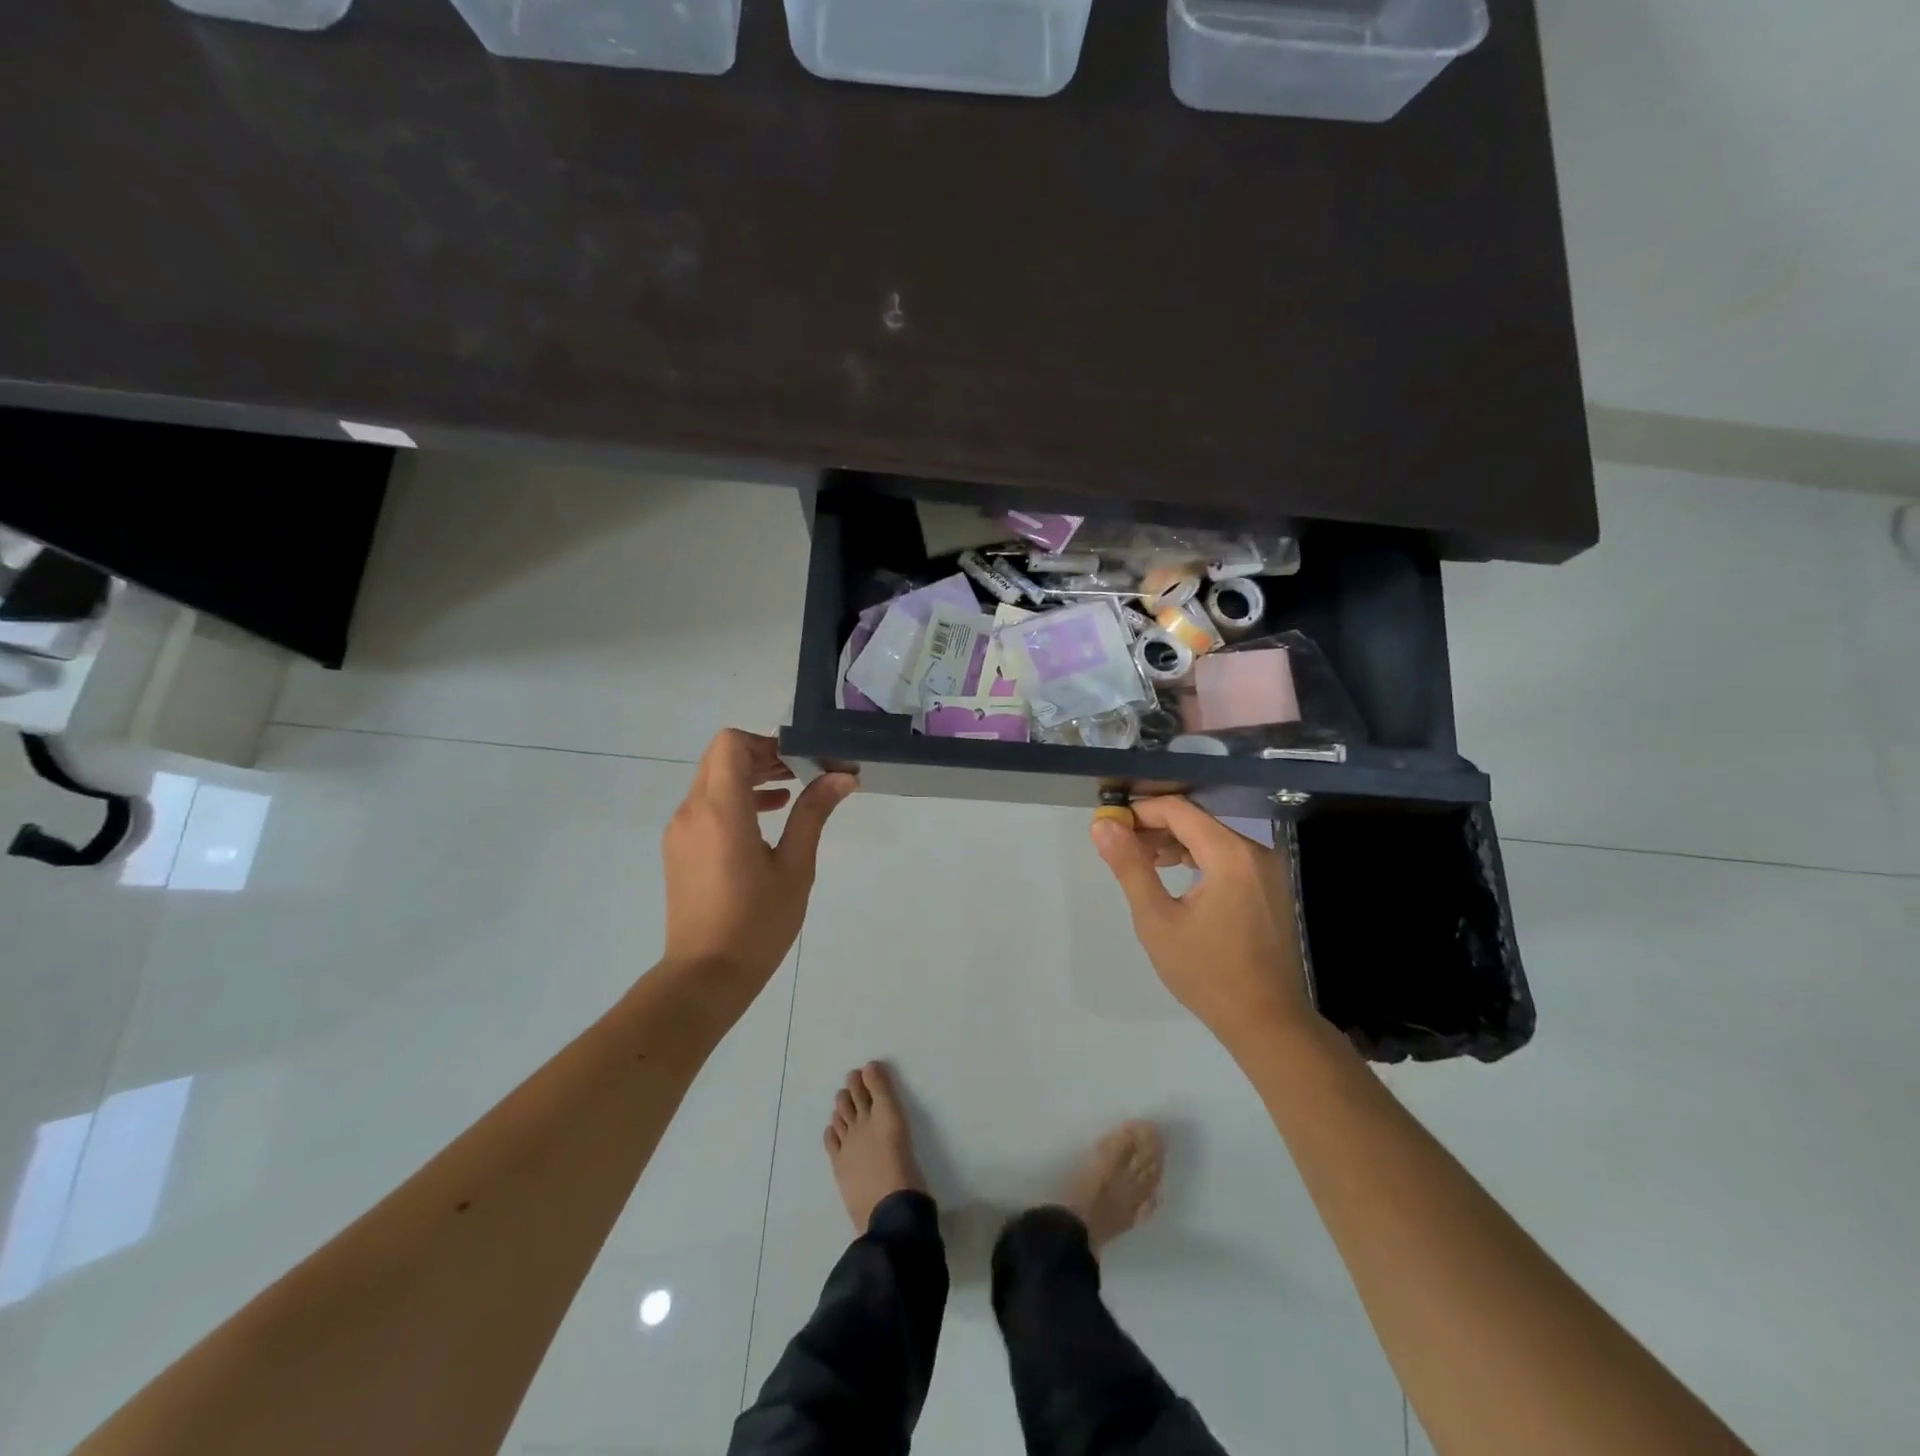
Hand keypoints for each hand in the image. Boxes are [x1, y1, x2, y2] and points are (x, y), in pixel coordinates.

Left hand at [662, 730, 855, 1013]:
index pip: (730, 744)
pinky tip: (765, 822)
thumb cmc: (757, 923)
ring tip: (790, 796)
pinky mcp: (678, 848)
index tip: (800, 762)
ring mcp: (680, 830)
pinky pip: (705, 805)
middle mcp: (692, 811)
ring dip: (749, 778)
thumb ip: (813, 814)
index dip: (766, 743)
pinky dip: (734, 800)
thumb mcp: (795, 868)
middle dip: (761, 757)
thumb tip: (842, 776)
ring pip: (712, 780)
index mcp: (721, 811)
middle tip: (802, 774)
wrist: (705, 976)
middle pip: (721, 757)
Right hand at [1091, 797, 1313, 1047]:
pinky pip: (1227, 856)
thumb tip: (1103, 825)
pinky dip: (1197, 858)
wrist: (1266, 1022)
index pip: (1178, 810)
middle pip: (1196, 821)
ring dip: (1174, 843)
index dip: (1140, 812)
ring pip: (1211, 837)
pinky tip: (1174, 875)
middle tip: (1120, 848)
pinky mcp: (1270, 886)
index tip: (1109, 826)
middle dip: (1155, 828)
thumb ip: (1130, 866)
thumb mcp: (1156, 920)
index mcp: (1230, 854)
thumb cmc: (1206, 973)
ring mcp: (1267, 869)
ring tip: (1141, 863)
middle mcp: (1255, 851)